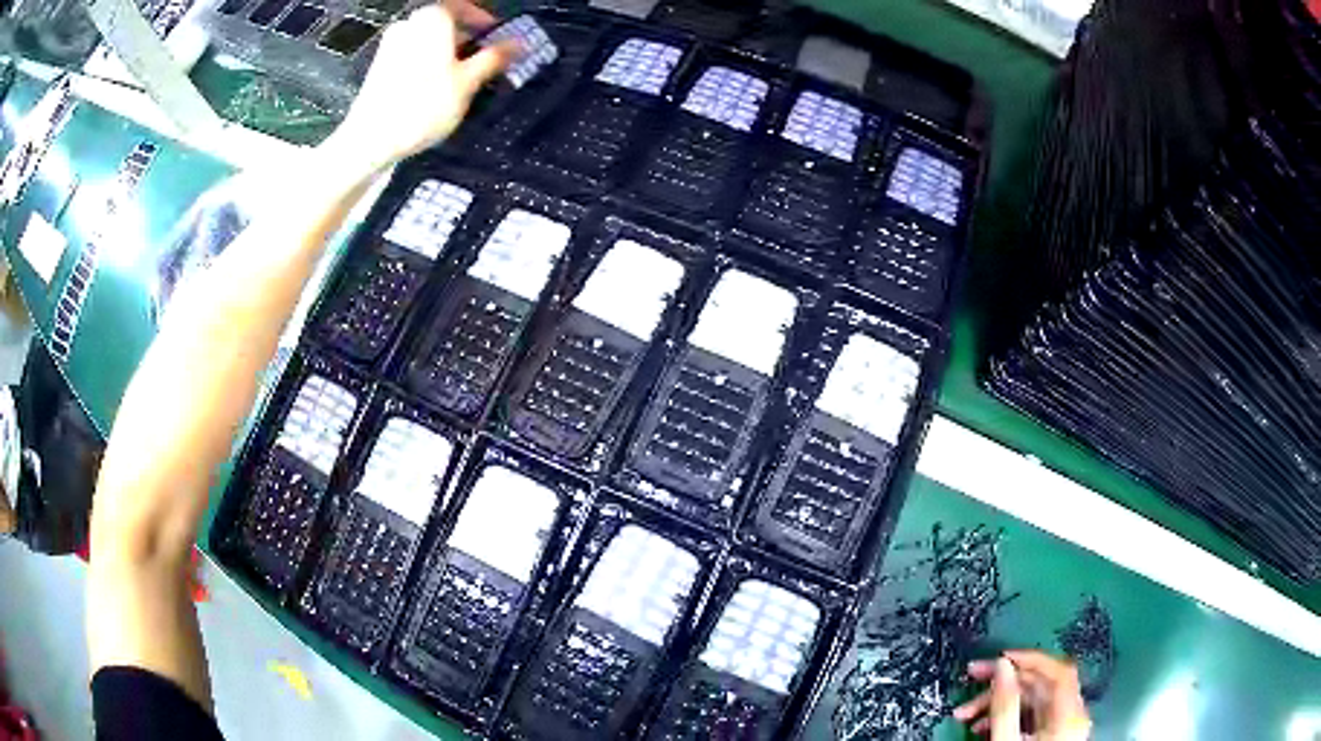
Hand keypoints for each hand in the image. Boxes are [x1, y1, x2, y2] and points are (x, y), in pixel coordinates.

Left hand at [321, 1, 514, 176]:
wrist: (370, 139)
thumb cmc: (424, 105)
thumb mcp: (468, 82)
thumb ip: (494, 58)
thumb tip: (519, 43)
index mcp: (433, 17)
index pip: (465, 6)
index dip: (484, 20)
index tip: (498, 38)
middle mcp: (409, 23)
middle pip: (445, 23)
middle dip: (467, 39)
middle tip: (485, 61)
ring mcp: (390, 44)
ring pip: (428, 41)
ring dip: (448, 53)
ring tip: (463, 79)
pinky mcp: (379, 66)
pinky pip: (412, 55)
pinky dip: (428, 64)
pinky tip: (436, 88)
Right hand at [953, 651, 1091, 739]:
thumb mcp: (1007, 740)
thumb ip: (1006, 705)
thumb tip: (1002, 667)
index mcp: (1069, 714)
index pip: (1057, 670)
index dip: (1030, 658)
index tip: (1000, 657)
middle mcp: (1071, 715)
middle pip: (1040, 684)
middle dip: (1003, 683)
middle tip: (973, 677)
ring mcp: (1060, 726)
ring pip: (1031, 700)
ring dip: (997, 702)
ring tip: (966, 715)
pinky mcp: (1049, 736)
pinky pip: (1030, 716)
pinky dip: (1006, 716)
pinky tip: (981, 727)